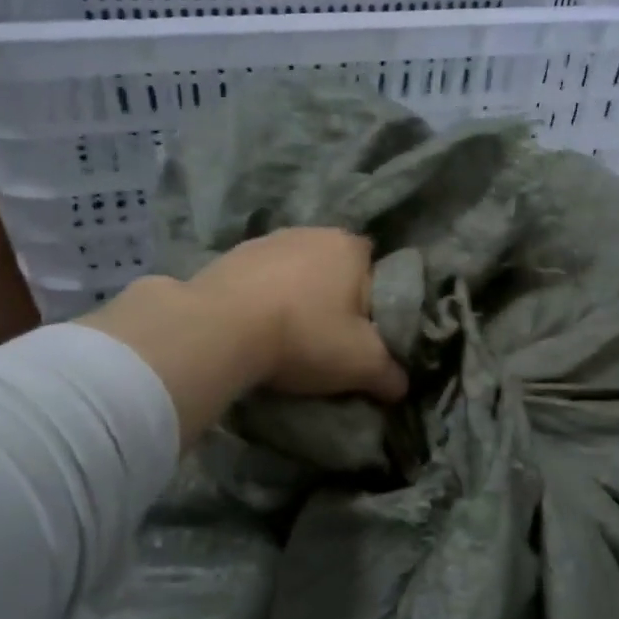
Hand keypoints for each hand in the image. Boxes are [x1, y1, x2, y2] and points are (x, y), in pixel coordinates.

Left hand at [189, 228, 408, 401]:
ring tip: (287, 338)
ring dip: (296, 299)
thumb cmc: (305, 335)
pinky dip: (262, 301)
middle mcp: (311, 232)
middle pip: (335, 270)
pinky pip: (260, 281)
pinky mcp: (229, 257)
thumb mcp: (363, 364)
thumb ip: (391, 374)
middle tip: (329, 340)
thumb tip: (400, 386)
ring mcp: (266, 241)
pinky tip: (255, 330)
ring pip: (295, 274)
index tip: (364, 334)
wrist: (218, 329)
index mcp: (350, 247)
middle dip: (334, 300)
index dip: (375, 303)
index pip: (377, 270)